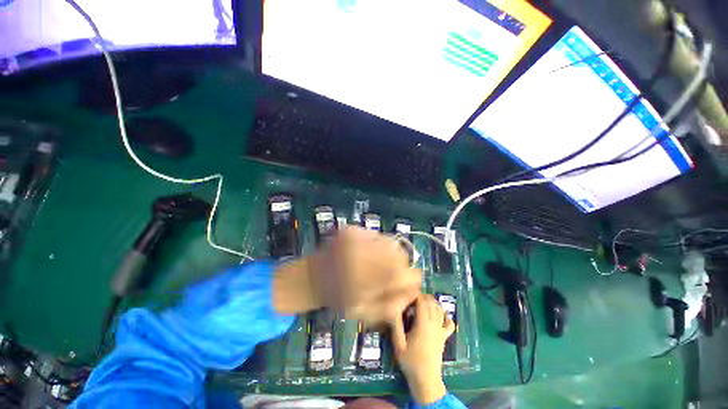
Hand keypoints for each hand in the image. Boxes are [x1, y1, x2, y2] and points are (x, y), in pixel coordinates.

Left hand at [274, 227, 421, 326]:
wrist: (313, 277)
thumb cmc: (339, 298)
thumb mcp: (365, 311)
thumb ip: (392, 305)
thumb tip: (413, 291)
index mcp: (370, 278)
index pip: (407, 273)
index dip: (410, 279)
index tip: (404, 284)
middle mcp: (366, 253)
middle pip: (400, 255)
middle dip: (400, 265)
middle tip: (389, 273)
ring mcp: (358, 237)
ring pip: (390, 242)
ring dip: (390, 253)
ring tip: (378, 262)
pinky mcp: (352, 229)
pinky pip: (377, 235)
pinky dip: (379, 244)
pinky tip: (369, 252)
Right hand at [391, 294, 454, 404]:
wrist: (425, 379)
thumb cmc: (410, 361)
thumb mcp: (398, 344)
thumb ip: (396, 326)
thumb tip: (393, 309)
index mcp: (423, 324)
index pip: (422, 302)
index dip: (416, 294)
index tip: (408, 293)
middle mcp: (433, 324)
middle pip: (431, 303)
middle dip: (423, 296)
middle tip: (413, 297)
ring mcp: (441, 330)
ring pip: (440, 310)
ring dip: (433, 303)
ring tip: (423, 301)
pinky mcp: (444, 337)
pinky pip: (450, 324)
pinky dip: (447, 316)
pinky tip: (441, 314)